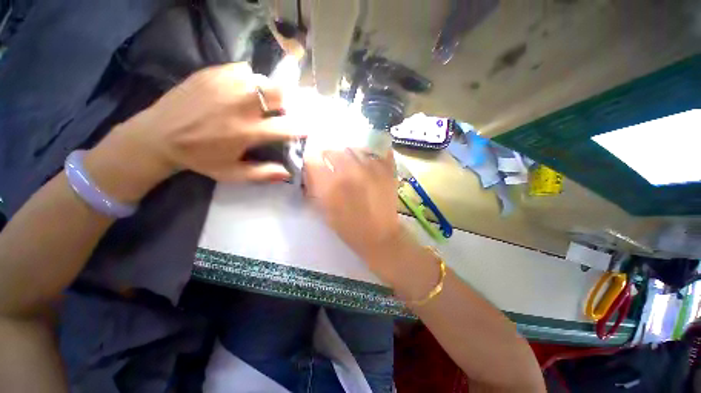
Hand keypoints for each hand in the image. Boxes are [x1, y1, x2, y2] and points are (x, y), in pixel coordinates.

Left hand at [85, 62, 302, 202]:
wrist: (157, 136)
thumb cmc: (200, 158)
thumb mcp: (233, 174)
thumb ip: (263, 174)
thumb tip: (288, 172)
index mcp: (247, 132)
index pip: (287, 126)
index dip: (302, 126)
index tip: (307, 127)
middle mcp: (240, 106)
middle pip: (279, 92)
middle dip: (289, 100)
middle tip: (286, 109)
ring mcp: (225, 85)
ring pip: (263, 80)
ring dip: (269, 92)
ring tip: (262, 101)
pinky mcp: (211, 73)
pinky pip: (243, 70)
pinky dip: (249, 80)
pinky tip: (241, 90)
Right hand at [303, 148, 401, 266]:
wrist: (380, 236)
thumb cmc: (349, 228)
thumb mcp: (324, 211)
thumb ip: (315, 188)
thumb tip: (310, 171)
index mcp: (331, 185)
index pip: (312, 159)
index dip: (312, 162)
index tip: (315, 166)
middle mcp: (350, 171)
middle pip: (333, 150)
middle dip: (329, 158)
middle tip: (333, 167)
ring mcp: (371, 168)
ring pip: (353, 148)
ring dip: (348, 155)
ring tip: (351, 165)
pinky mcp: (387, 169)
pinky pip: (375, 151)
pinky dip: (370, 153)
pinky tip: (368, 162)